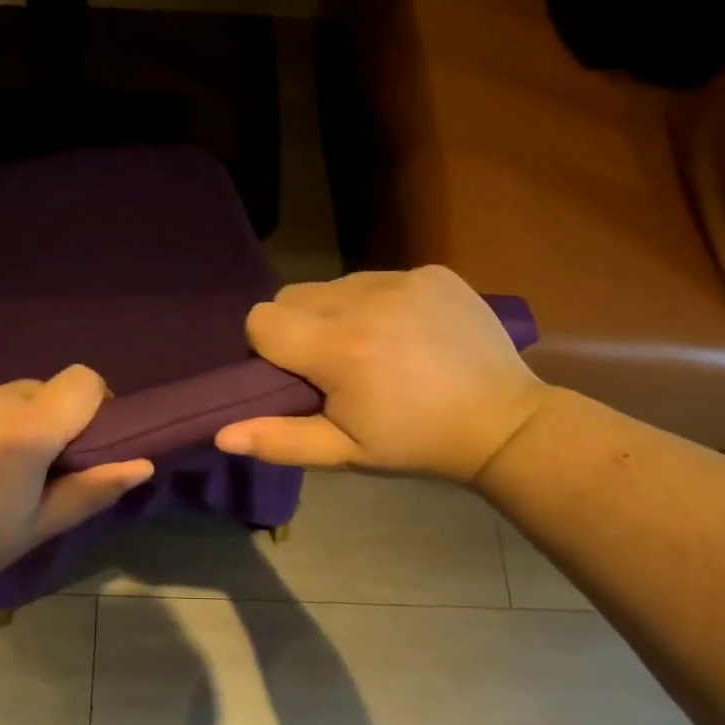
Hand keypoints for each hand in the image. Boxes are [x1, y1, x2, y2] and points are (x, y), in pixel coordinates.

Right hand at [216, 266, 546, 485]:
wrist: (504, 423)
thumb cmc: (416, 444)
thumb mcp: (345, 452)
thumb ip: (279, 440)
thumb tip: (220, 433)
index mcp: (339, 349)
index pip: (261, 320)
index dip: (267, 349)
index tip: (296, 376)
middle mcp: (365, 301)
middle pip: (291, 296)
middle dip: (297, 327)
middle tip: (331, 365)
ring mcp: (402, 280)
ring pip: (332, 284)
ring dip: (335, 313)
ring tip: (371, 348)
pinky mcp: (431, 272)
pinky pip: (376, 277)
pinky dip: (376, 302)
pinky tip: (405, 333)